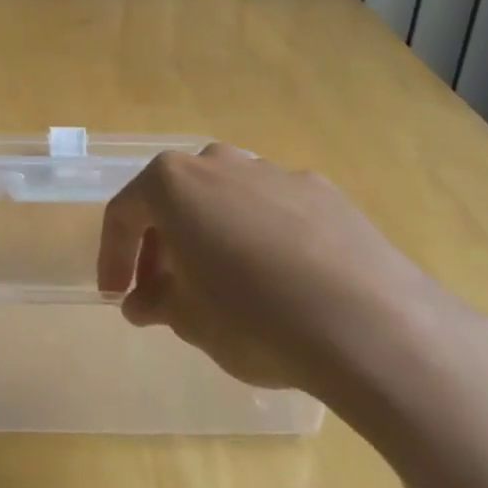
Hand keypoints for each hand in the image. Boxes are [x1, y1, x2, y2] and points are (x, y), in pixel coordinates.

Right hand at [96, 144, 481, 415]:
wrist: (373, 325)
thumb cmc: (256, 318)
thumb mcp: (192, 322)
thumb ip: (158, 304)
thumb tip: (143, 303)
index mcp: (174, 182)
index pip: (124, 212)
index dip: (113, 255)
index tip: (117, 295)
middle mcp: (218, 162)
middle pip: (175, 199)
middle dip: (163, 246)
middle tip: (165, 294)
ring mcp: (273, 172)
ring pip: (225, 200)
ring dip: (212, 237)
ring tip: (225, 288)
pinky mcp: (322, 192)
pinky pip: (273, 211)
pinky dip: (262, 239)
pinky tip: (283, 283)